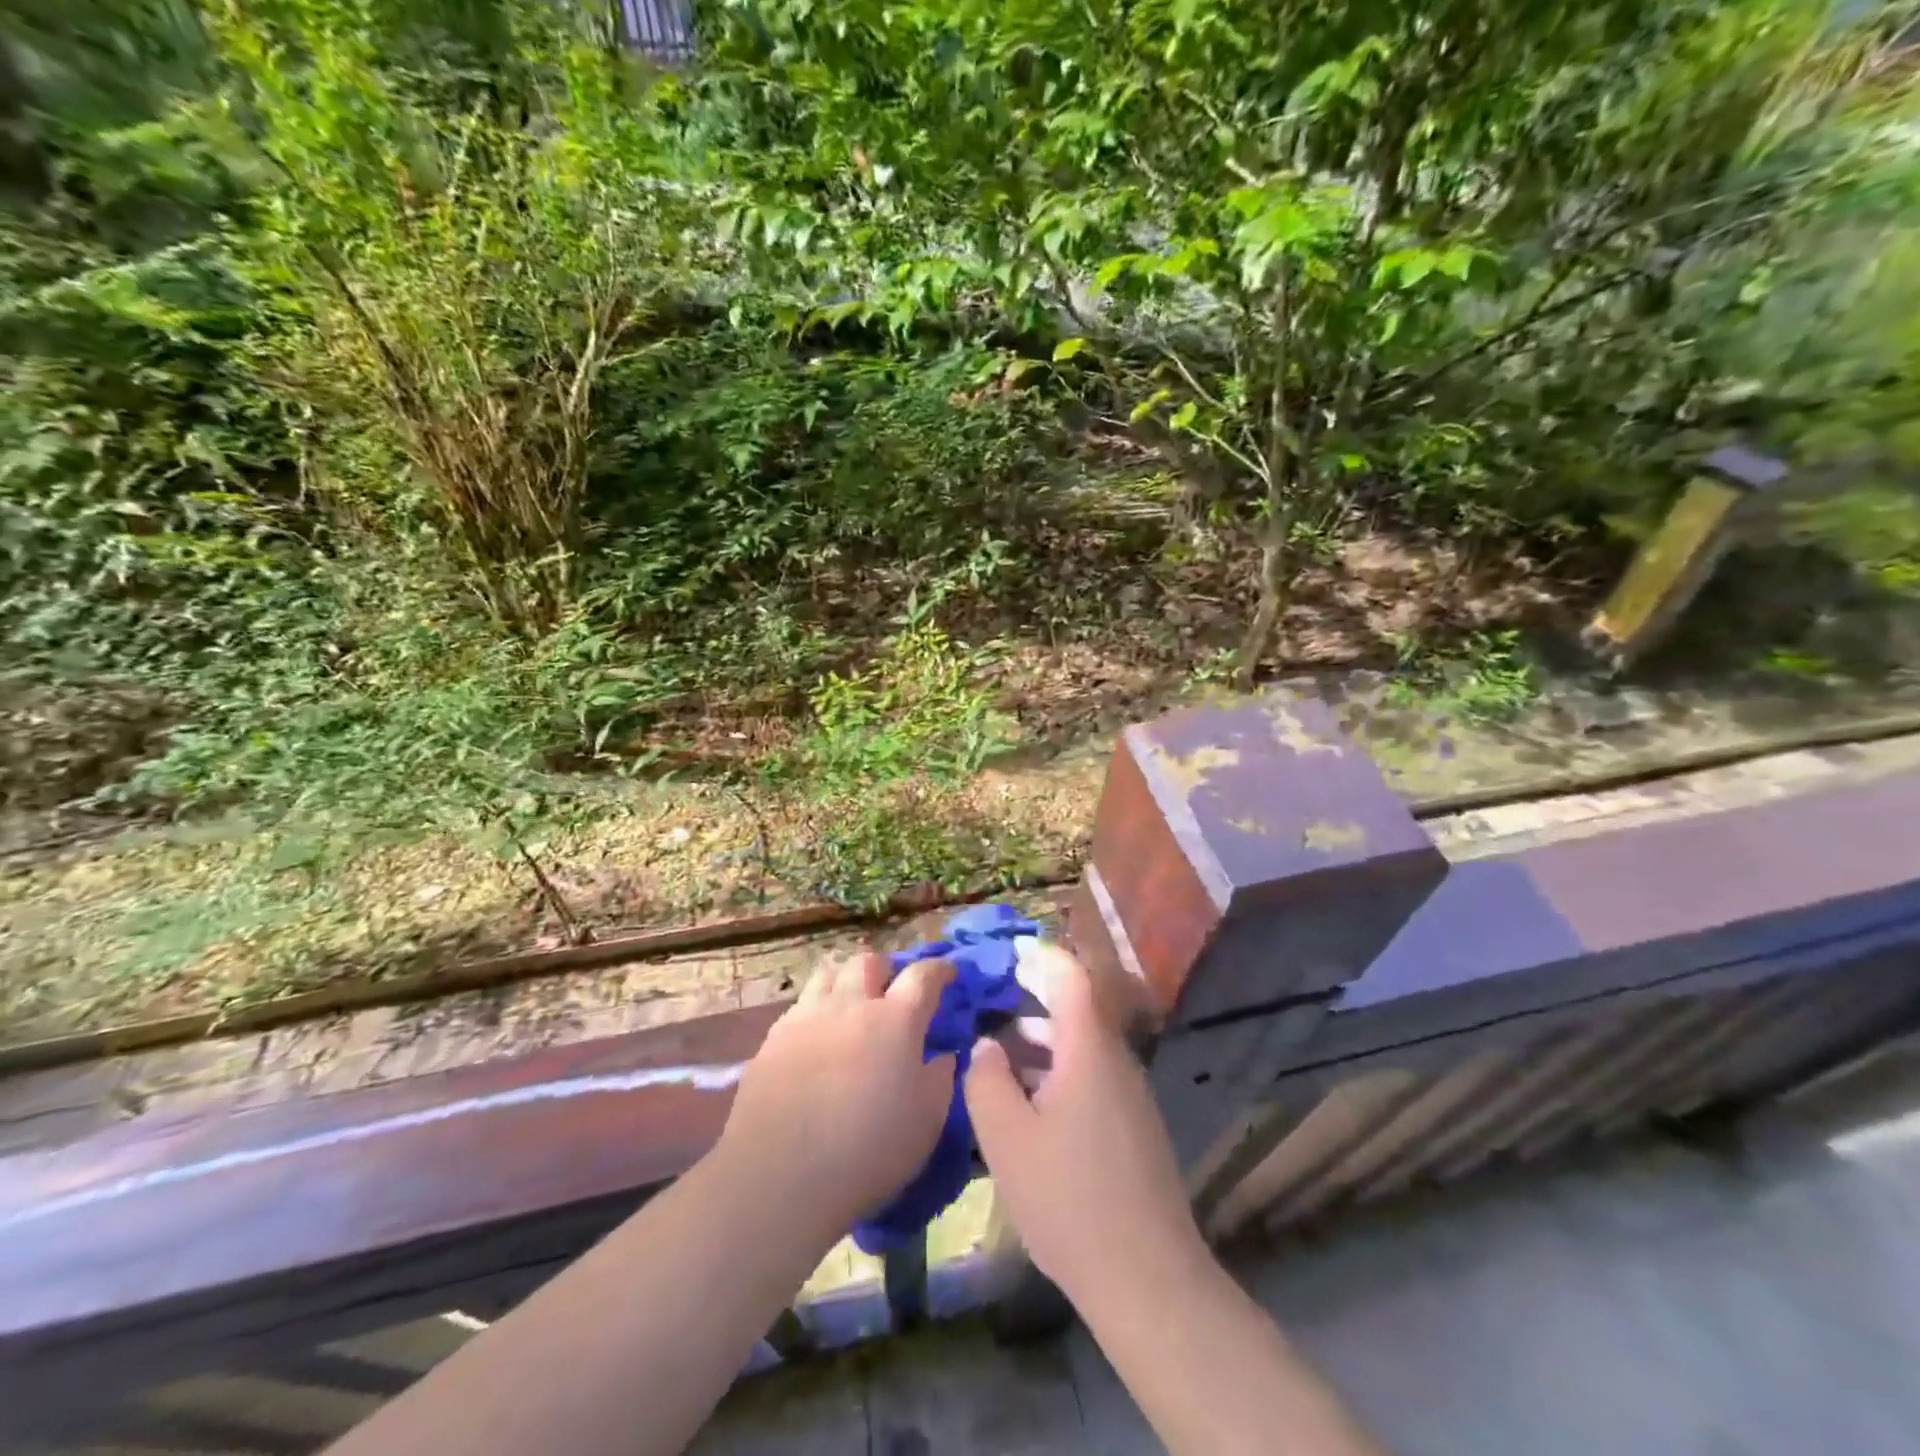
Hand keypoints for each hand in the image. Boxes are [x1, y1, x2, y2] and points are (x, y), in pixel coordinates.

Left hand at [718, 951, 955, 1243]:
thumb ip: (940, 1080)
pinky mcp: (774, 1038)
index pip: (923, 976)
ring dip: (845, 980)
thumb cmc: (868, 1149)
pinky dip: (815, 1009)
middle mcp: (852, 1005)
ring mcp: (808, 1017)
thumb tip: (943, 1055)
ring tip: (849, 1002)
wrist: (781, 1172)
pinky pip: (800, 1005)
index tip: (947, 972)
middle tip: (890, 990)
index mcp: (896, 1020)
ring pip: (829, 973)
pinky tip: (816, 1035)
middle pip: (869, 962)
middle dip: (885, 969)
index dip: (938, 969)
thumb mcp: (926, 1122)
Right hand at [965, 942, 1205, 1302]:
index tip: (1008, 952)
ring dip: (1044, 1038)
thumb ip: (987, 1079)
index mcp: (1089, 1050)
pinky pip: (1093, 1076)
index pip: (1070, 977)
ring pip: (1084, 1046)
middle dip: (1035, 997)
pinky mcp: (1134, 1127)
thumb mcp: (1006, 1137)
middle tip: (993, 997)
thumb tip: (987, 1044)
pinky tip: (1030, 1100)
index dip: (1040, 957)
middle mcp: (1116, 1061)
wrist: (1147, 1277)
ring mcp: (1130, 1096)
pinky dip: (1059, 1069)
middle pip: (1078, 1009)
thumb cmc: (1068, 1198)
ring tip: (1002, 1049)